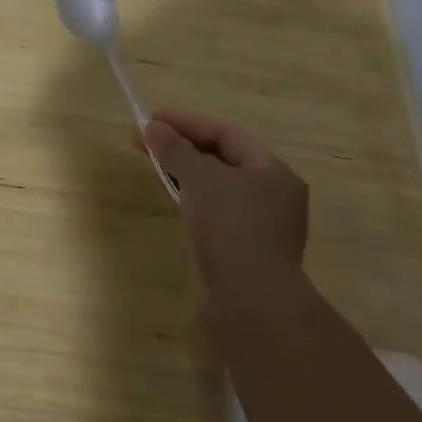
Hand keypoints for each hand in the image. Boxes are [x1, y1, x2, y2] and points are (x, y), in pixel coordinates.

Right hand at [143, 109, 308, 299]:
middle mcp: (275, 195)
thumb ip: (175, 148)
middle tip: (147, 141)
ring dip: (187, 173)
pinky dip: (195, 200)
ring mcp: (264, 226)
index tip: (151, 119)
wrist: (252, 302)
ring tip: (157, 167)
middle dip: (183, 146)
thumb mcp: (199, 177)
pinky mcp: (249, 252)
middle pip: (223, 158)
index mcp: (273, 171)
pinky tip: (176, 201)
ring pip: (219, 187)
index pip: (226, 133)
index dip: (186, 122)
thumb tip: (152, 128)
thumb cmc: (231, 226)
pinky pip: (219, 212)